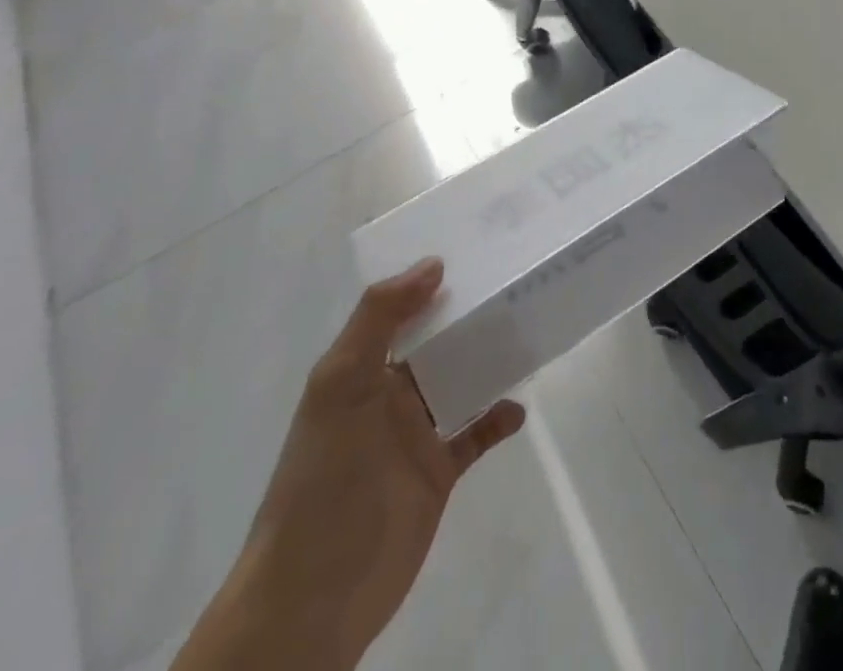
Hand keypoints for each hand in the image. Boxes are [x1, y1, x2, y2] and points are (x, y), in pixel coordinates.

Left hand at [175, 259, 523, 670]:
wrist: (314, 595)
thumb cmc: (323, 477)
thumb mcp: (341, 385)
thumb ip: (380, 319)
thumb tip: (433, 264)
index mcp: (361, 368)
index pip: (400, 310)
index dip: (431, 280)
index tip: (477, 247)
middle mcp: (388, 394)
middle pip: (436, 342)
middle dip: (470, 315)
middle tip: (517, 280)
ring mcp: (414, 434)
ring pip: (459, 381)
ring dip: (489, 360)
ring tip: (528, 331)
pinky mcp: (437, 473)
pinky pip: (474, 434)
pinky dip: (496, 419)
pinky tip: (518, 408)